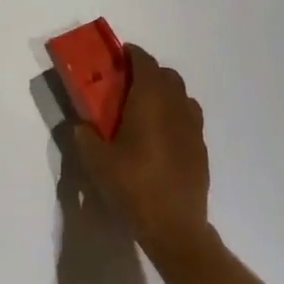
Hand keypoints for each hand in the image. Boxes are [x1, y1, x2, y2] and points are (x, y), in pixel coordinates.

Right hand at [72, 45, 209, 257]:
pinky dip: (176, 117)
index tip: (118, 57)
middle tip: (128, 85)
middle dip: (149, 73)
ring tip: (146, 110)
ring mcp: (193, 129)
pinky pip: (189, 120)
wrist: (175, 229)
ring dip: (166, 94)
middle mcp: (176, 106)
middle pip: (167, 75)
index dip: (132, 54)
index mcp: (150, 99)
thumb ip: (83, 135)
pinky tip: (162, 138)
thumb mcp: (96, 161)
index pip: (145, 62)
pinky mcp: (202, 151)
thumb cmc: (133, 185)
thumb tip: (81, 125)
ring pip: (182, 97)